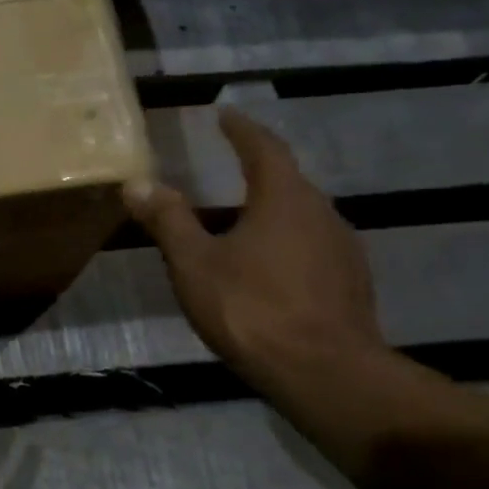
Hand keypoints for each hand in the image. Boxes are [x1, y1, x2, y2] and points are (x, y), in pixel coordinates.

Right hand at [124, 107, 385, 386]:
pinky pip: (311, 247)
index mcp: (284, 199)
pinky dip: (284, 244)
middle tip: (226, 170)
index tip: (225, 114)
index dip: (242, 130)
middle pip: (287, 182)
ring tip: (238, 222)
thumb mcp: (195, 263)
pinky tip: (265, 268)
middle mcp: (322, 214)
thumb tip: (137, 183)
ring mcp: (343, 250)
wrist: (325, 373)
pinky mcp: (350, 283)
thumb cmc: (251, 308)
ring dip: (269, 211)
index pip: (264, 148)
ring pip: (300, 217)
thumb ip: (169, 220)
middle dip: (256, 172)